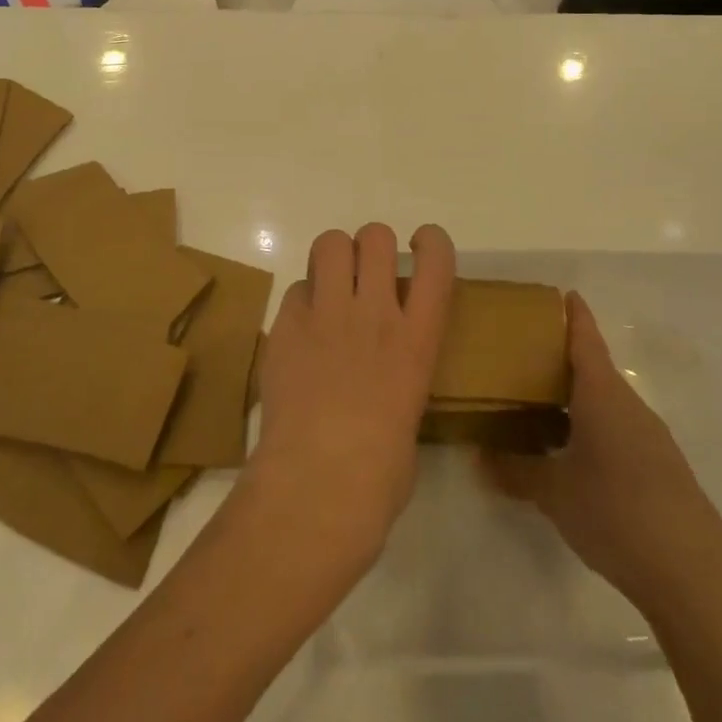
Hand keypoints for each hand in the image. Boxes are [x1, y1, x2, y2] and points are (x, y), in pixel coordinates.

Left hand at [244, 223, 455, 577]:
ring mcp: (326, 315)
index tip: (421, 248)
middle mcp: (375, 313)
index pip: (436, 261)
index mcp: (417, 340)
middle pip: (375, 236)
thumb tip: (384, 380)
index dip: (431, 242)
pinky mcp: (285, 326)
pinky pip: (295, 289)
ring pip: (330, 243)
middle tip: (366, 276)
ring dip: (334, 257)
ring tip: (331, 286)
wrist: (317, 486)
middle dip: (372, 246)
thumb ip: (400, 378)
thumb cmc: (379, 476)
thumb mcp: (409, 417)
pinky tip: (300, 331)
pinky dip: (301, 301)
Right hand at [480, 293, 721, 613]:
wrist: (697, 578)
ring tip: (538, 405)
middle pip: (594, 369)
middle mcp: (628, 406)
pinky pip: (618, 431)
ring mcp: (650, 439)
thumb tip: (479, 457)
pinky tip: (571, 454)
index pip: (585, 339)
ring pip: (605, 403)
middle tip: (521, 355)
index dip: (573, 315)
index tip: (561, 293)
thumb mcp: (554, 493)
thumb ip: (515, 471)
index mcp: (602, 394)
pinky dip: (591, 427)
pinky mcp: (661, 471)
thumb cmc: (617, 513)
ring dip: (575, 398)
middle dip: (561, 360)